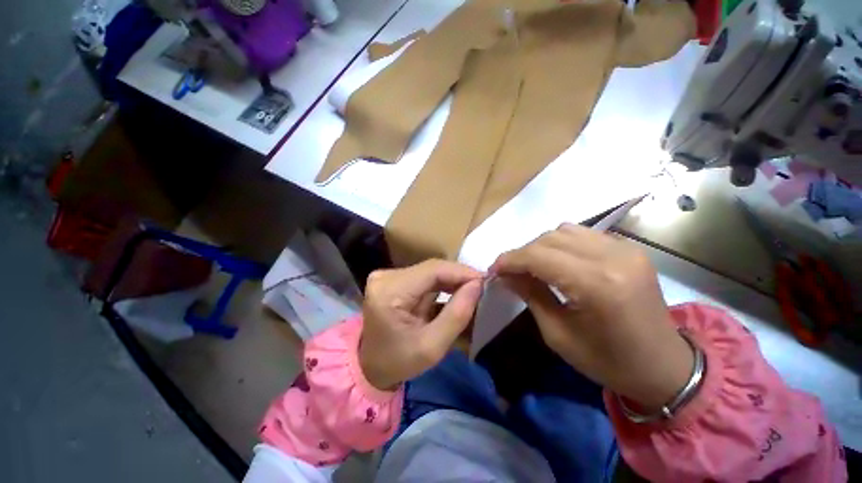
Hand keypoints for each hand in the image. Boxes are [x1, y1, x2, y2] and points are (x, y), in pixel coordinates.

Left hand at [360, 260, 482, 390]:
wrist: (371, 365)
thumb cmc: (399, 361)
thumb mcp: (432, 347)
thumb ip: (457, 315)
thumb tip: (477, 285)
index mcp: (389, 292)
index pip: (432, 270)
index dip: (461, 272)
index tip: (485, 281)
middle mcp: (386, 277)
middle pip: (431, 268)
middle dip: (458, 276)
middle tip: (481, 287)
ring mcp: (388, 276)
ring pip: (430, 270)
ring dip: (451, 279)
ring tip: (471, 290)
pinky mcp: (393, 279)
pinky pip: (424, 276)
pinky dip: (441, 283)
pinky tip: (455, 291)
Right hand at [490, 224, 693, 410]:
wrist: (665, 367)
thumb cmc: (608, 361)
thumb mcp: (558, 335)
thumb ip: (530, 295)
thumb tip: (505, 275)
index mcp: (597, 285)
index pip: (538, 256)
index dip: (510, 260)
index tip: (494, 269)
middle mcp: (613, 257)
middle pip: (550, 238)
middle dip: (523, 253)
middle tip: (511, 271)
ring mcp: (626, 249)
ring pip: (565, 231)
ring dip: (541, 246)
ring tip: (533, 266)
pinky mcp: (631, 249)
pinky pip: (583, 235)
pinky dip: (562, 244)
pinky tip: (559, 262)